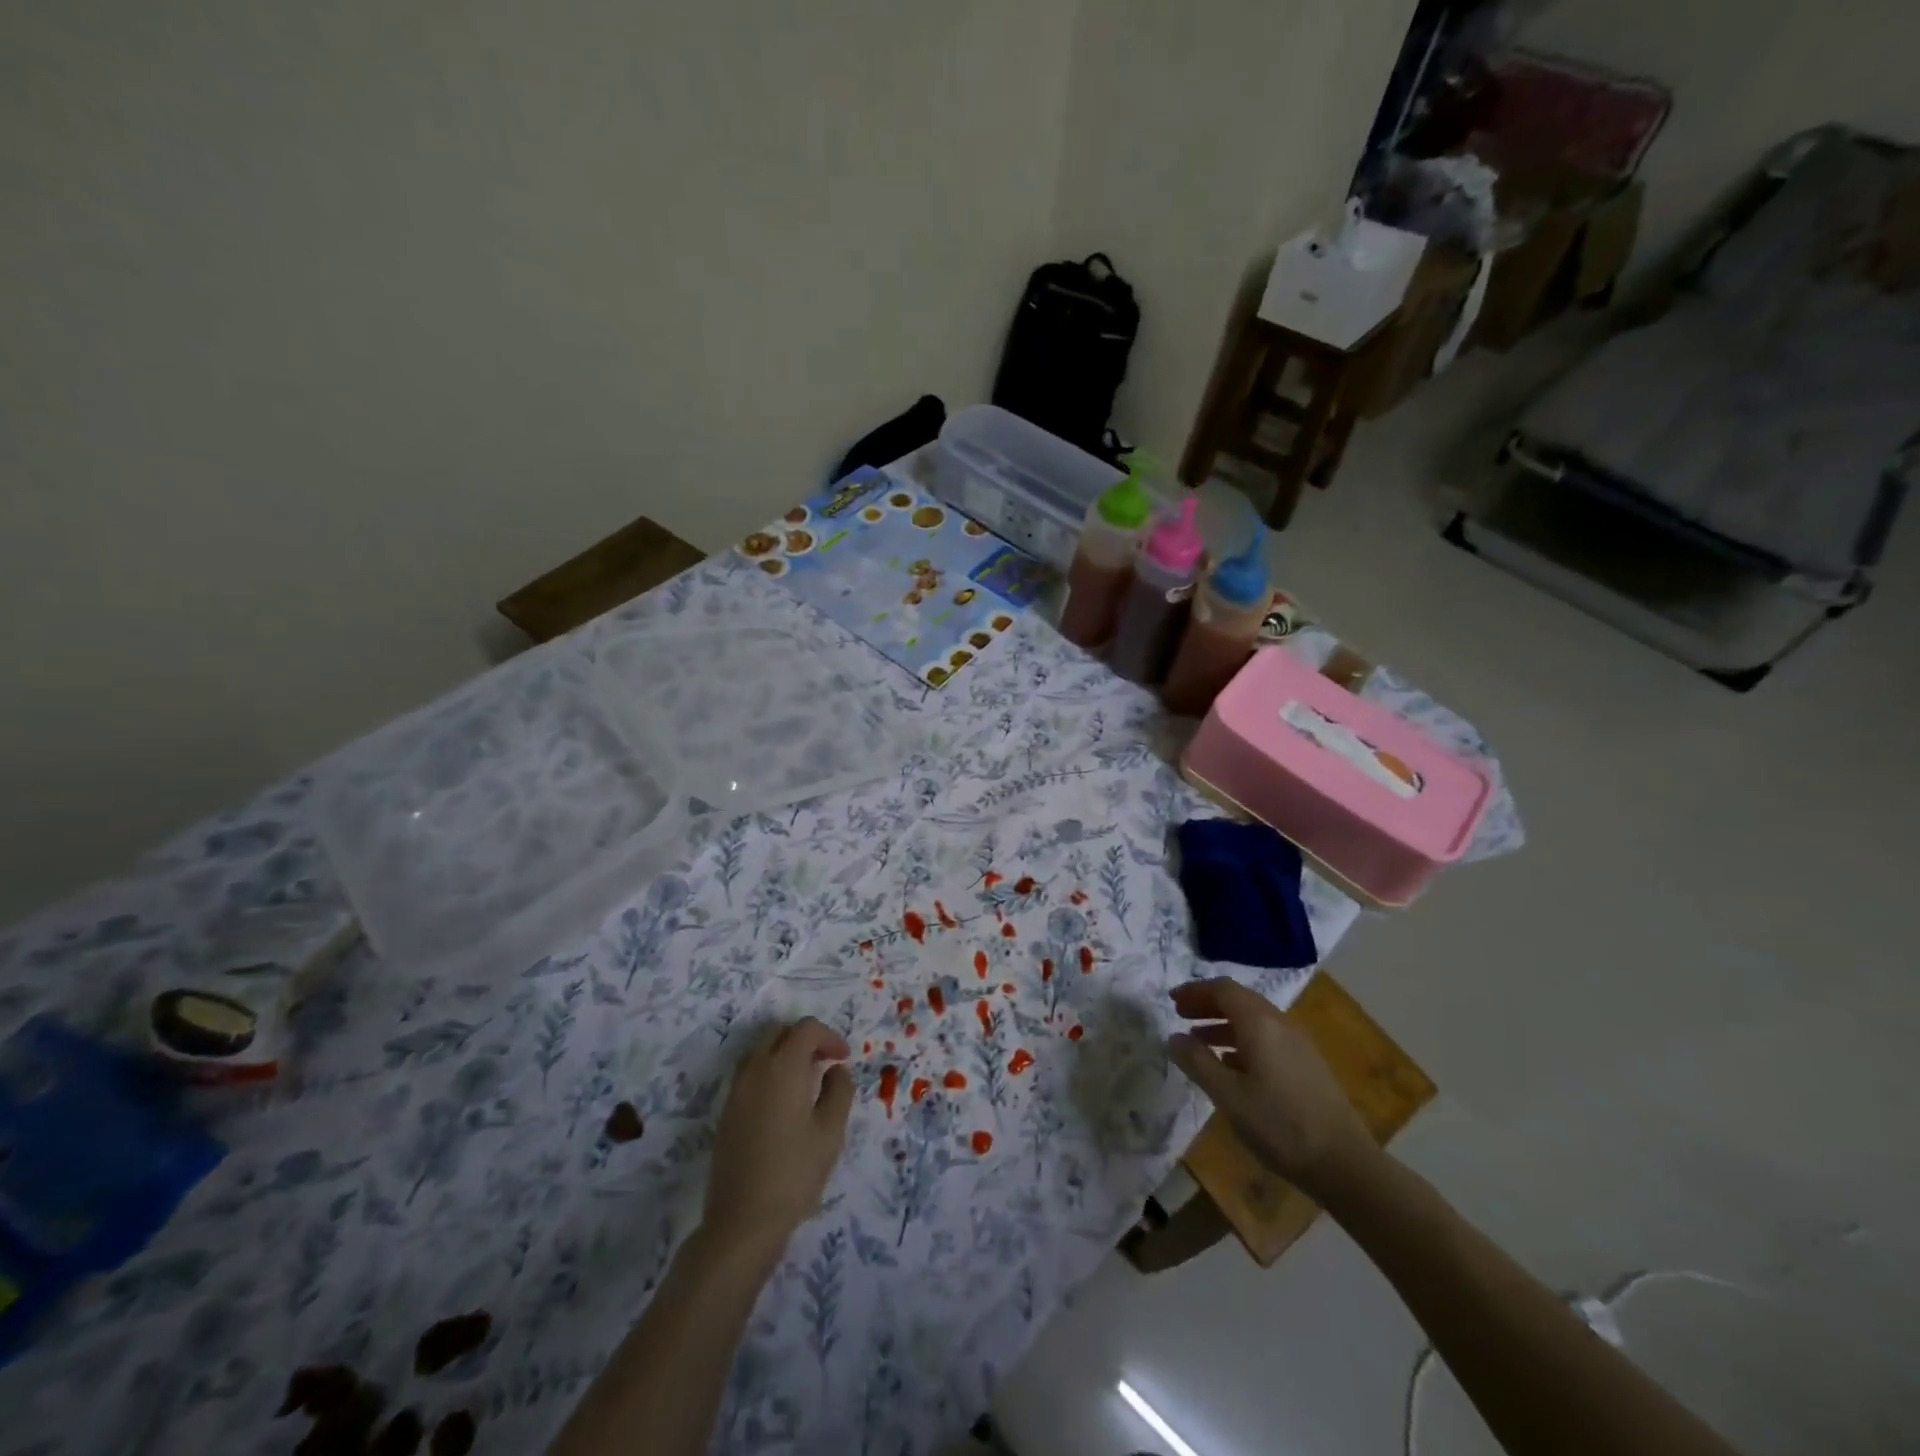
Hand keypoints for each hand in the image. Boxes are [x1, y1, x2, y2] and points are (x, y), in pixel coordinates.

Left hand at [701, 1018, 853, 1261]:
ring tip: (807, 1081)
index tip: (843, 1060)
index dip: (829, 1037)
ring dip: (785, 1053)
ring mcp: (736, 1090)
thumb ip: (839, 1091)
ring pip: (761, 1050)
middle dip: (805, 1038)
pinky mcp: (727, 1111)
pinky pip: (750, 1073)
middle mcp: (755, 1069)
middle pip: (779, 1031)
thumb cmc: (794, 1172)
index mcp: (783, 1067)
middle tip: (825, 1062)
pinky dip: (769, 1071)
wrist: (742, 1220)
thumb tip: (836, 1070)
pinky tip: (784, 1103)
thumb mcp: (830, 1131)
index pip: (806, 1028)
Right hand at [1167, 978, 1374, 1198]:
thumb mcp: (1228, 1096)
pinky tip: (1232, 1066)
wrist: (1345, 1164)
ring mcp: (1298, 1044)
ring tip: (1199, 1043)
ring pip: (1254, 1020)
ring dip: (1223, 1024)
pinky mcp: (1307, 1064)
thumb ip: (1198, 1062)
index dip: (1195, 991)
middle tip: (1181, 1016)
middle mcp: (1280, 1024)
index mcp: (1260, 1024)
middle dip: (1207, 1004)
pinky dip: (1242, 1041)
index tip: (1172, 1001)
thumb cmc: (1280, 1126)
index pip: (1223, 989)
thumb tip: (1174, 1038)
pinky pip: (1268, 1038)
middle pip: (1239, 1000)